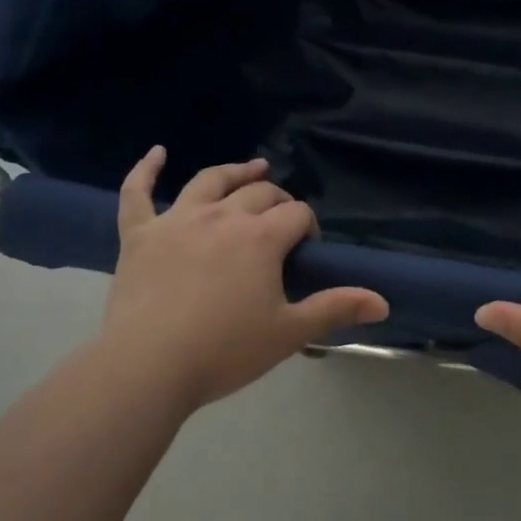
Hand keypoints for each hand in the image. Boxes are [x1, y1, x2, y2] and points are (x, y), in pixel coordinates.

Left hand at [98, 148, 389, 412]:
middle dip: (279, 202)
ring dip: (234, 172)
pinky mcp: (139, 235)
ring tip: (253, 168)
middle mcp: (222, 216)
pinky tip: (156, 153)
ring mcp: (176, 221)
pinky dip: (145, 170)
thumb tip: (383, 301)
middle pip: (259, 194)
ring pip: (209, 182)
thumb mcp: (289, 332)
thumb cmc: (225, 351)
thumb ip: (336, 309)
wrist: (148, 367)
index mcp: (261, 237)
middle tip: (284, 222)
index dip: (308, 228)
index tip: (307, 253)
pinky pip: (137, 193)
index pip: (297, 214)